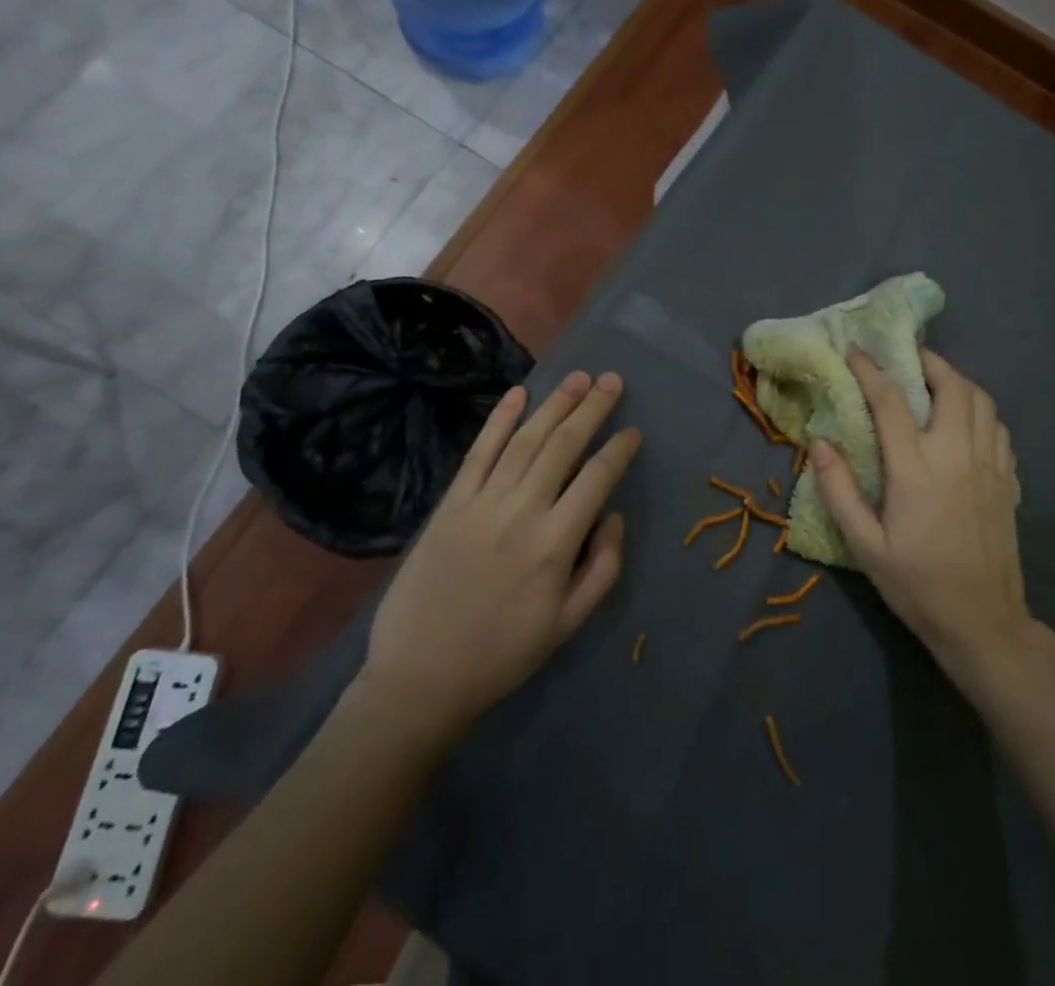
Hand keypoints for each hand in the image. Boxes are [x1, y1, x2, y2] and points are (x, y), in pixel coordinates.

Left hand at [355, 371, 639, 741]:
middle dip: (592, 409)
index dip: (619, 450)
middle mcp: (521, 511)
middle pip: (563, 446)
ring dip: (554, 404)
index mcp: (555, 544)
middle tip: (612, 381)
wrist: (420, 677)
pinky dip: (498, 420)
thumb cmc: (502, 654)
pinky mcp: (450, 504)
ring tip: (578, 378)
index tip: (633, 431)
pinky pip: (478, 452)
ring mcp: (482, 503)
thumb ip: (603, 567)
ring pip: (525, 440)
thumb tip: (613, 515)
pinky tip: (518, 394)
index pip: (597, 479)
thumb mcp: (568, 624)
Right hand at [812, 349, 1047, 696]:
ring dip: (956, 380)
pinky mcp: (1008, 480)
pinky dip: (978, 409)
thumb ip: (838, 491)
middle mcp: (956, 456)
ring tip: (933, 382)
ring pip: (981, 400)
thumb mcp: (865, 546)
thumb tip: (818, 443)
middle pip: (951, 386)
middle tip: (904, 358)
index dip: (870, 370)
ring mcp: (988, 466)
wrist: (983, 622)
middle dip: (926, 362)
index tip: (854, 351)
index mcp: (916, 471)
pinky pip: (997, 426)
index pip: (891, 402)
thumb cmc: (917, 584)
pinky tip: (963, 420)